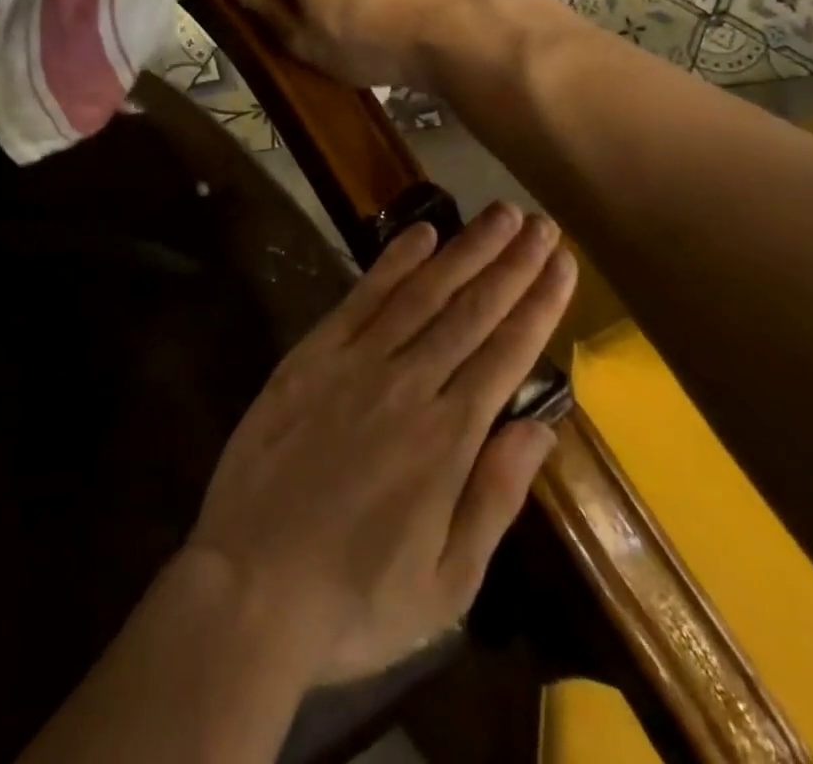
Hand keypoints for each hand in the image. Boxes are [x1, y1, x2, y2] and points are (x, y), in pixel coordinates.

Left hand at [184, 202, 574, 684]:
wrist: (249, 587)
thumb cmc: (355, 599)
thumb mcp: (447, 583)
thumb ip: (495, 496)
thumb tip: (541, 428)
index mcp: (448, 439)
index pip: (507, 354)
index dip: (539, 303)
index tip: (563, 263)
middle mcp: (409, 385)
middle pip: (472, 310)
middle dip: (511, 263)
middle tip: (541, 224)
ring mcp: (357, 363)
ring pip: (423, 293)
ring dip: (464, 250)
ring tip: (500, 214)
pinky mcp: (312, 355)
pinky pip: (361, 298)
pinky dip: (393, 262)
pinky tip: (421, 233)